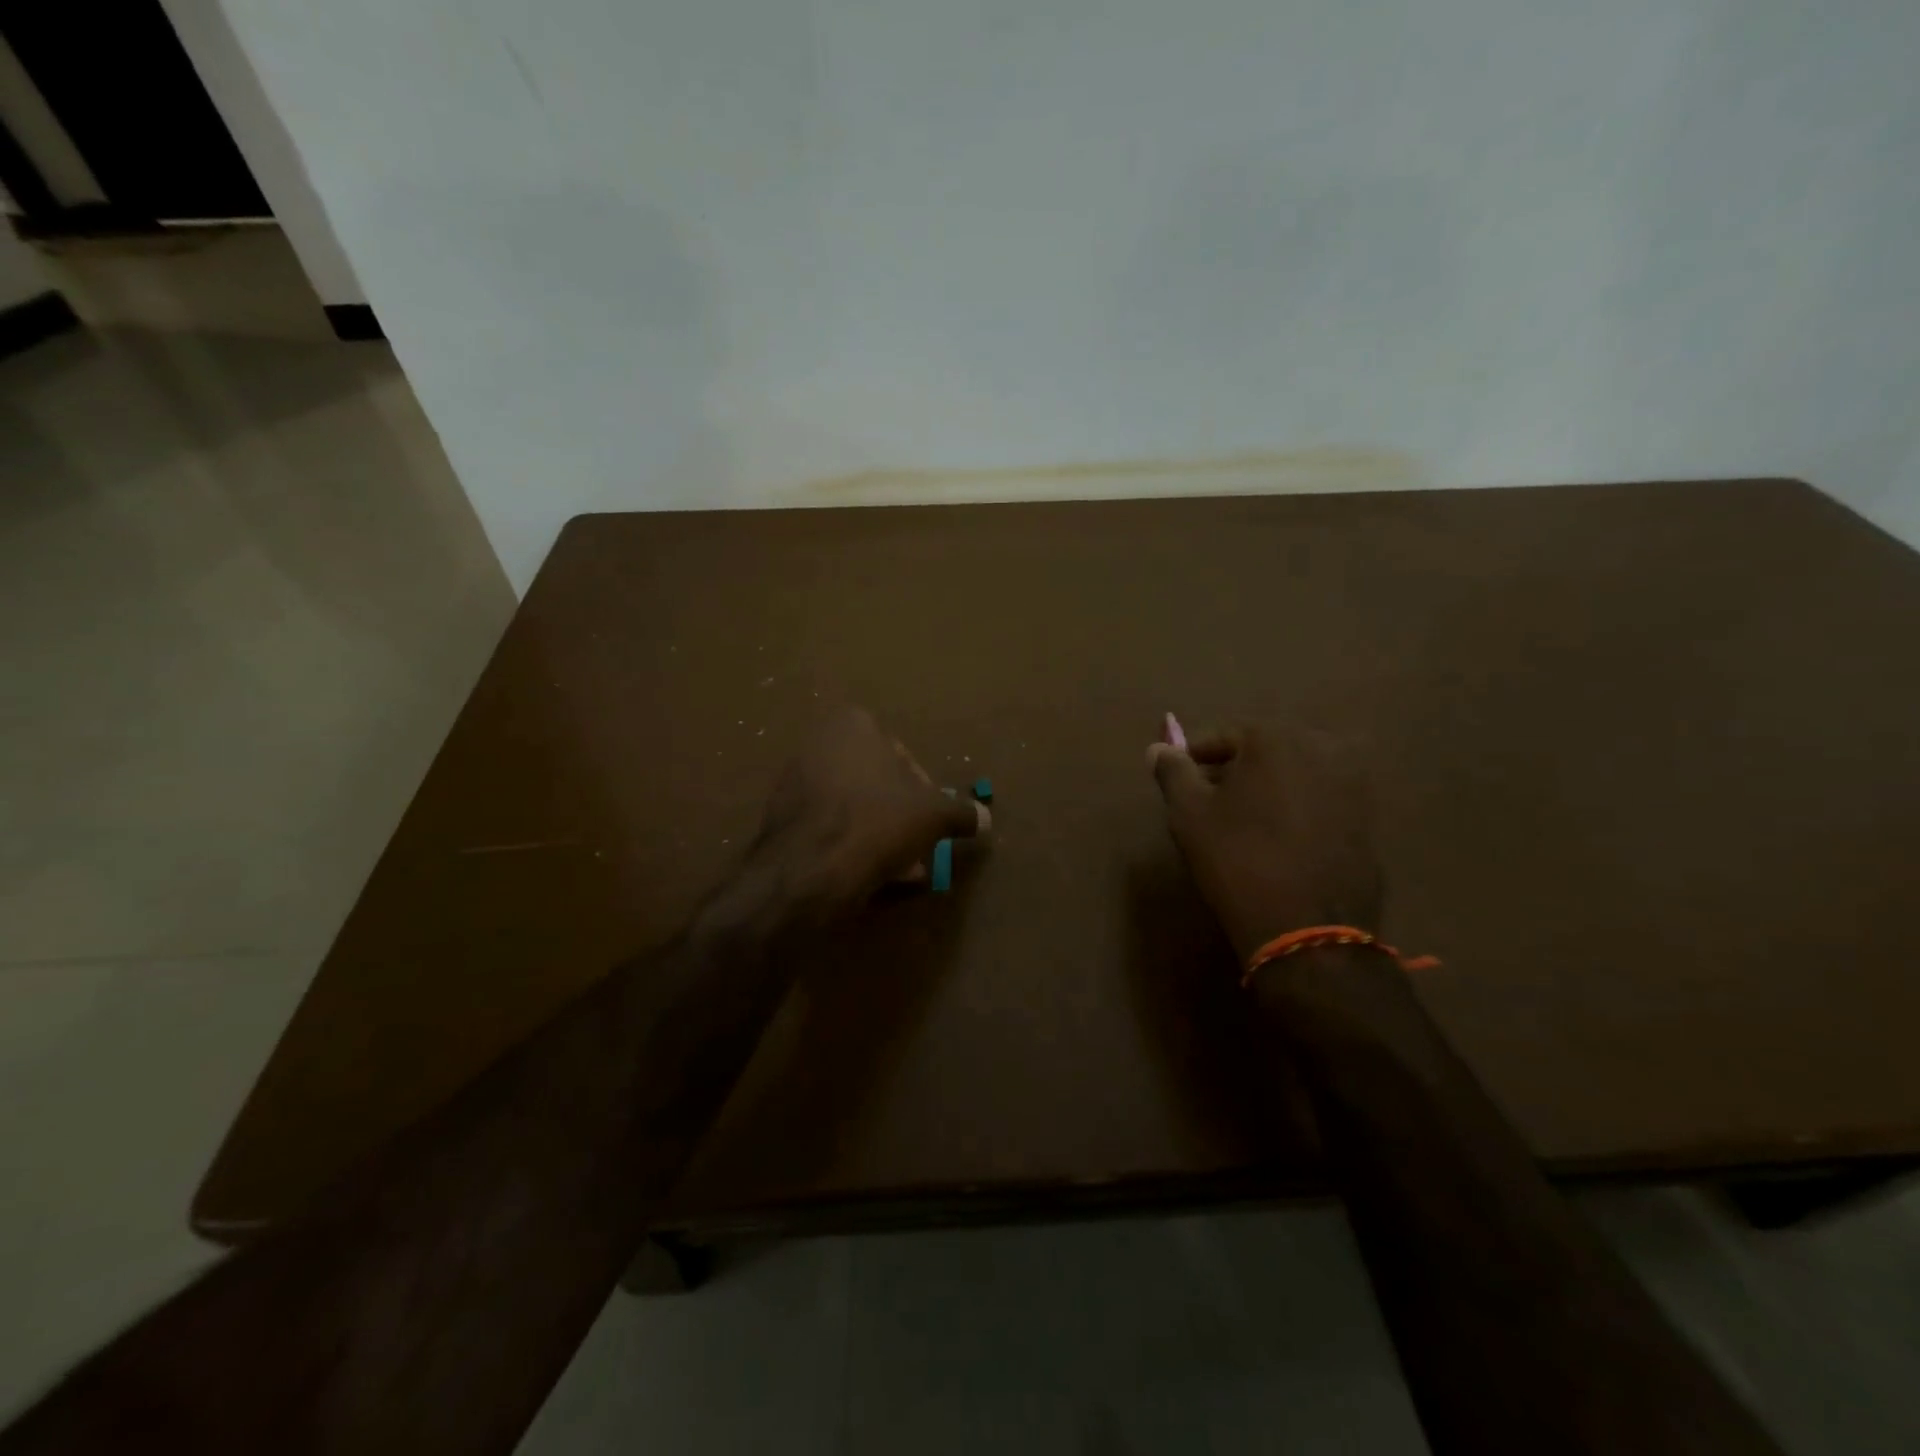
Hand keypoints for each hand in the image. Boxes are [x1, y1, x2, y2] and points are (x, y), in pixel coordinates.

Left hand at [747, 706, 989, 919]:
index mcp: (854, 725)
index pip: (902, 756)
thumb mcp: (935, 816)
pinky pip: (828, 826)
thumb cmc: (879, 822)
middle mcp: (819, 743)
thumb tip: (984, 818)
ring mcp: (794, 780)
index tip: (931, 820)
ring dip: (878, 833)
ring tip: (899, 868)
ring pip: (853, 807)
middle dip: (899, 815)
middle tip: (917, 845)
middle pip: (876, 783)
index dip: (923, 791)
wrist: (810, 869)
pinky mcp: (780, 817)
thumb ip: (962, 812)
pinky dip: (849, 844)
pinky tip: (868, 874)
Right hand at [1148, 722, 1381, 962]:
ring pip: (1292, 774)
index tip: (1178, 780)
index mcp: (1274, 738)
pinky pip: (1317, 799)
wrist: (1309, 928)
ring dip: (1266, 788)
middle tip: (1207, 800)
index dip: (1194, 757)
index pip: (1222, 736)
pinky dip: (1294, 808)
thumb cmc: (1238, 860)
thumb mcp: (1189, 814)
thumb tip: (1159, 747)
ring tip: (1241, 822)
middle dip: (1233, 770)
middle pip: (1262, 751)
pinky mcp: (1367, 818)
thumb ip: (1173, 772)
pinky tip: (1276, 839)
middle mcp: (1320, 747)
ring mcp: (1352, 783)